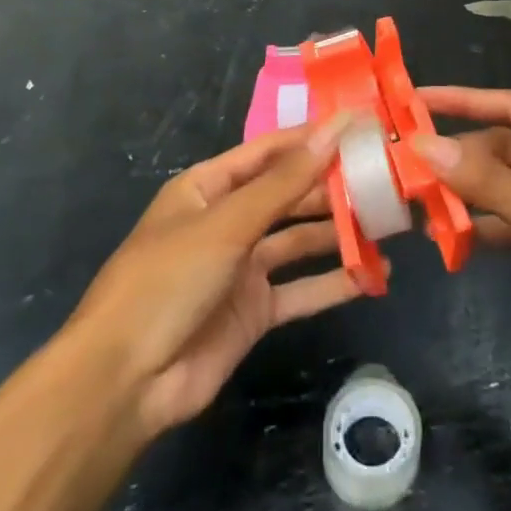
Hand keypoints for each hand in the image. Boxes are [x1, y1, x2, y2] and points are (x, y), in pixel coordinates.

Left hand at [67, 115, 366, 440]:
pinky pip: (299, 290)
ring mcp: (241, 268)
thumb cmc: (168, 280)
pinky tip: (371, 276)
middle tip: (384, 176)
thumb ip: (285, 181)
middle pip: (287, 194)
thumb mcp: (228, 223)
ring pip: (298, 240)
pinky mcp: (253, 312)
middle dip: (330, 186)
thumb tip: (335, 128)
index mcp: (209, 187)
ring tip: (386, 221)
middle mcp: (227, 220)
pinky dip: (332, 284)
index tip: (359, 126)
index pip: (270, 151)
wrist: (124, 384)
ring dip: (336, 232)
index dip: (312, 138)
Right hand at [414, 87, 510, 409]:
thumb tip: (426, 145)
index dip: (463, 100)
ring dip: (470, 196)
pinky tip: (453, 240)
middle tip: (407, 167)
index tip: (416, 98)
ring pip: (508, 188)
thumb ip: (489, 182)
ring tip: (419, 204)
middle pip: (506, 148)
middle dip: (461, 158)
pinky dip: (487, 229)